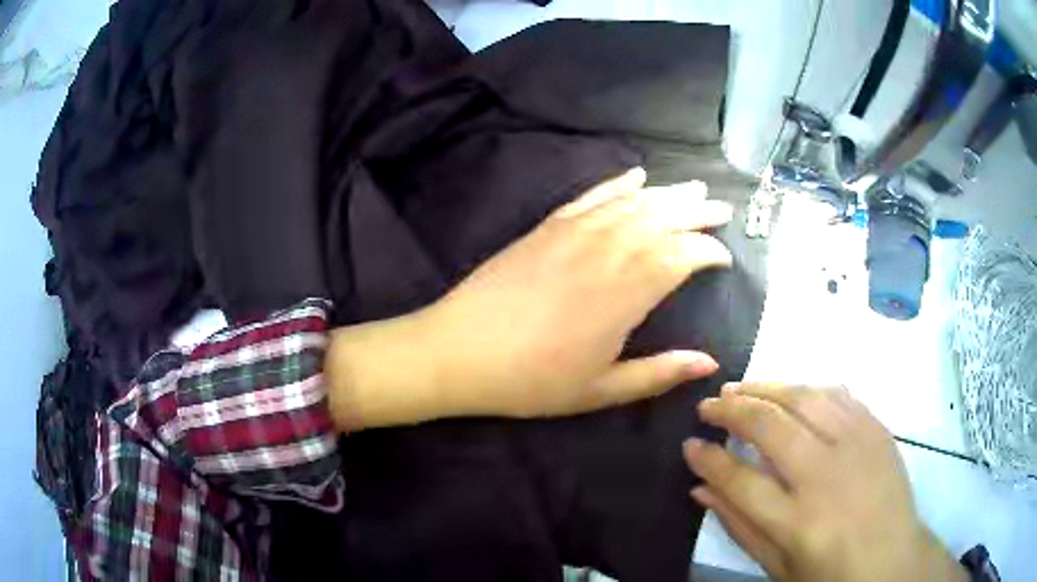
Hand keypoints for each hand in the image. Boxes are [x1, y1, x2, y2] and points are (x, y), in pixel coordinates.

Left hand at [326, 167, 732, 429]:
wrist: (459, 352)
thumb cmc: (531, 380)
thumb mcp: (600, 390)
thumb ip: (659, 373)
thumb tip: (710, 364)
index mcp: (626, 292)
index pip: (682, 256)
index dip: (709, 252)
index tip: (724, 258)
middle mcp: (607, 250)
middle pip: (663, 219)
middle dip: (697, 212)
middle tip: (722, 209)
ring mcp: (574, 232)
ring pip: (633, 202)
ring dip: (668, 193)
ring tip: (694, 187)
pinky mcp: (546, 226)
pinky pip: (591, 196)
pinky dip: (617, 183)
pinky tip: (636, 176)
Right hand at [683, 384, 967, 581]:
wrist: (892, 561)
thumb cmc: (830, 573)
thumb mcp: (777, 567)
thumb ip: (739, 526)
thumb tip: (700, 488)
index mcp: (798, 522)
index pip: (740, 480)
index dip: (708, 458)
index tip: (689, 444)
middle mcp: (827, 475)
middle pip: (771, 426)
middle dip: (731, 410)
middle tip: (708, 406)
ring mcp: (857, 445)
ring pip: (805, 398)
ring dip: (767, 387)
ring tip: (741, 387)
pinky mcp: (877, 430)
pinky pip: (839, 394)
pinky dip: (808, 388)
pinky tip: (792, 392)